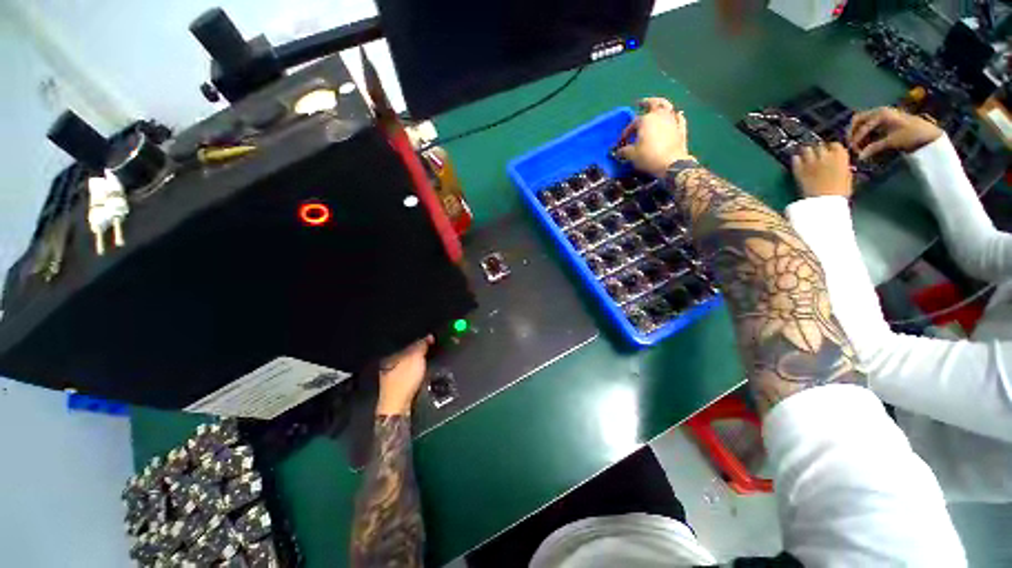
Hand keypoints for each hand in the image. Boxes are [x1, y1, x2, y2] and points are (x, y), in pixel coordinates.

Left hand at [376, 336, 433, 415]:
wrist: (397, 407)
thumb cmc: (404, 380)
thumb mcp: (416, 358)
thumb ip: (421, 345)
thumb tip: (428, 336)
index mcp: (390, 354)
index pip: (407, 341)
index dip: (421, 339)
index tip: (431, 340)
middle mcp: (388, 362)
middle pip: (407, 352)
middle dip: (419, 350)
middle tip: (431, 349)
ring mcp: (391, 374)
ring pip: (408, 362)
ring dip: (418, 360)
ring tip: (428, 359)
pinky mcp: (397, 384)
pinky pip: (408, 371)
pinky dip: (416, 369)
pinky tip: (421, 371)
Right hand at [617, 97, 694, 176]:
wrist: (672, 164)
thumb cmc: (649, 157)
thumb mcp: (632, 155)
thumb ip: (624, 151)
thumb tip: (618, 151)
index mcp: (646, 120)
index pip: (633, 123)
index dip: (626, 132)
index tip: (621, 142)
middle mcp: (660, 115)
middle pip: (654, 103)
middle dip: (647, 103)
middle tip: (641, 103)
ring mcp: (673, 120)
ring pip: (668, 107)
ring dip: (662, 106)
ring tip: (657, 106)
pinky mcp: (681, 128)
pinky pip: (679, 118)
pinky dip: (675, 116)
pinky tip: (674, 116)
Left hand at [791, 142, 852, 198]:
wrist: (823, 201)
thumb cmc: (839, 192)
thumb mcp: (847, 177)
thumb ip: (843, 167)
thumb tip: (841, 165)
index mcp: (841, 156)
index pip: (835, 145)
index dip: (830, 148)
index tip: (828, 152)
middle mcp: (825, 155)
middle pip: (819, 146)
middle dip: (817, 149)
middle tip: (815, 155)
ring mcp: (810, 161)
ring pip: (806, 149)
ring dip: (806, 152)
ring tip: (805, 156)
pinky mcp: (798, 169)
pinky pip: (795, 159)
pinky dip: (796, 159)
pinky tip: (797, 162)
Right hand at [848, 107, 942, 160]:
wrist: (927, 132)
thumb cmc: (911, 135)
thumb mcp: (893, 141)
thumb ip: (875, 147)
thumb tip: (860, 157)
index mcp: (881, 114)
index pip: (862, 126)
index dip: (856, 138)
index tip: (854, 150)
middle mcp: (879, 111)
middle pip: (858, 119)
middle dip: (852, 132)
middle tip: (852, 144)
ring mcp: (881, 114)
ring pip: (861, 121)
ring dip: (857, 132)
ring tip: (859, 144)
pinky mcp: (884, 118)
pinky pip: (868, 123)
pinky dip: (863, 131)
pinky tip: (866, 141)